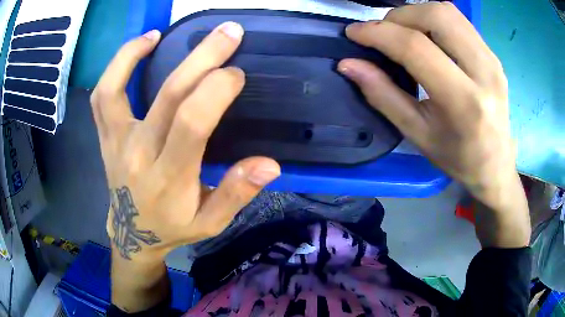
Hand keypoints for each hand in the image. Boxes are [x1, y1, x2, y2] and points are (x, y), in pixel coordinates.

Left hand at [91, 22, 279, 262]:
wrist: (133, 233)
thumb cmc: (173, 227)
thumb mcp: (210, 223)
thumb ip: (236, 194)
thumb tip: (269, 164)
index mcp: (169, 178)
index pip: (191, 123)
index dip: (216, 91)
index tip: (236, 74)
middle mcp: (139, 153)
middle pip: (167, 95)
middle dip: (202, 58)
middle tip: (229, 32)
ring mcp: (117, 141)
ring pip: (115, 89)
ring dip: (136, 54)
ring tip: (162, 33)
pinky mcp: (106, 135)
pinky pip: (102, 95)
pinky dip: (117, 66)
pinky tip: (139, 47)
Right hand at [338, 2, 529, 246]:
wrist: (496, 165)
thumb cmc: (458, 158)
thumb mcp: (417, 134)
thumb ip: (383, 96)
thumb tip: (349, 65)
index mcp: (464, 102)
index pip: (416, 47)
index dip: (379, 33)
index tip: (354, 33)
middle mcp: (484, 72)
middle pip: (436, 16)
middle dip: (399, 17)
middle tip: (385, 35)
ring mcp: (492, 59)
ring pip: (448, 11)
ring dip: (416, 14)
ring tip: (404, 34)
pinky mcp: (494, 55)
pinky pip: (459, 20)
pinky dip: (434, 20)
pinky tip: (428, 39)